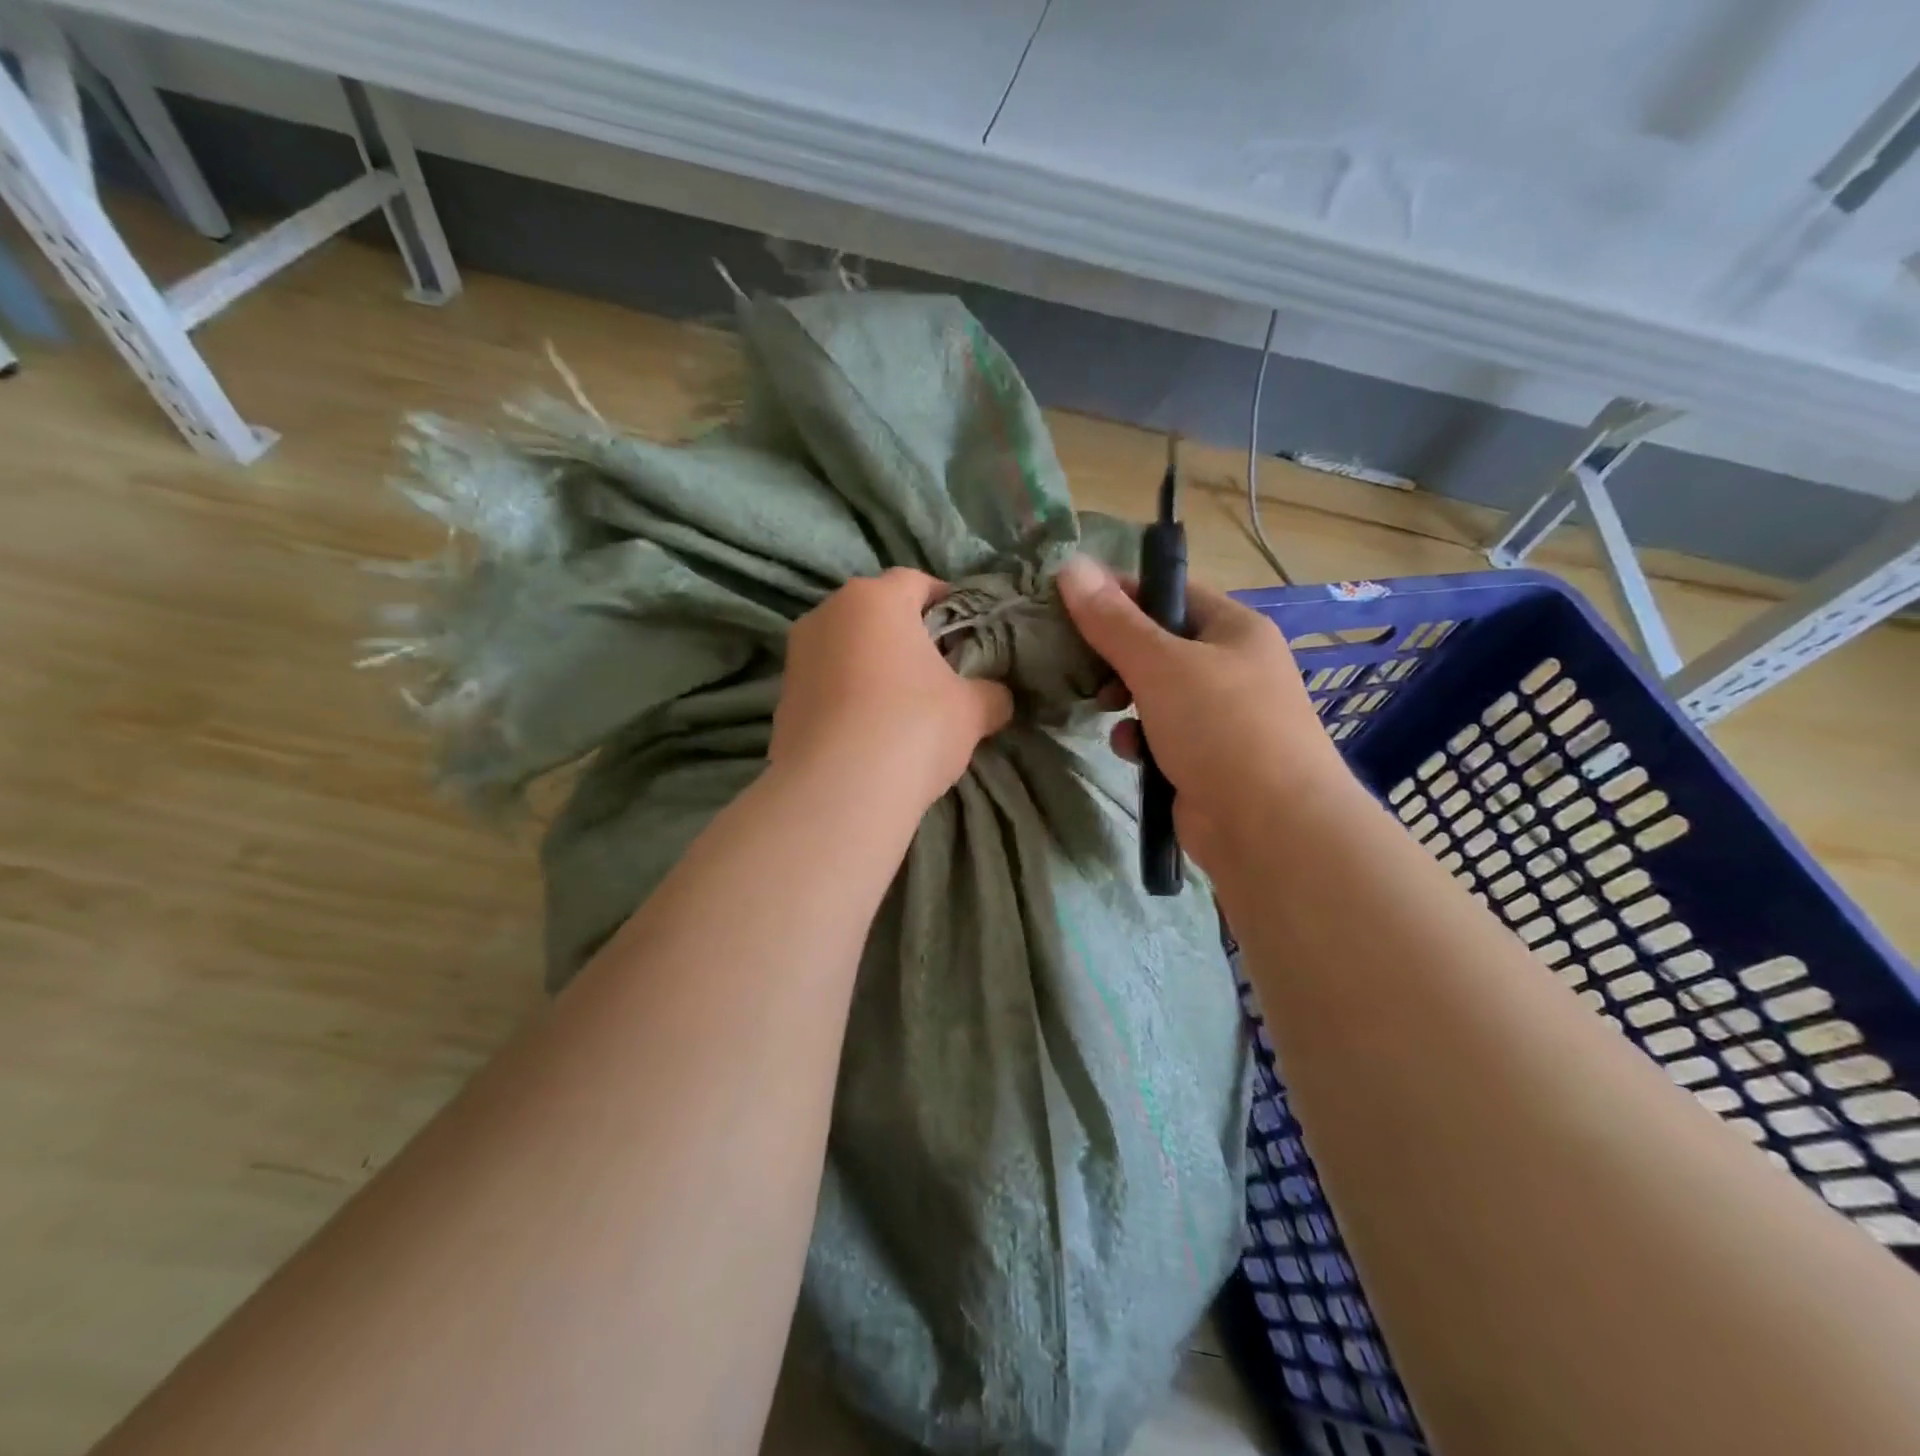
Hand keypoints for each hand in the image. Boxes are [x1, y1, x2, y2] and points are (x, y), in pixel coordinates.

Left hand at [772, 569, 1014, 813]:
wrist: (839, 790)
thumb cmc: (914, 726)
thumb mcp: (972, 709)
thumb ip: (991, 693)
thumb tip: (997, 697)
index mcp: (874, 599)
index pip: (916, 582)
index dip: (946, 603)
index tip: (965, 633)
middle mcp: (827, 614)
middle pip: (875, 614)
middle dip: (905, 636)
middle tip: (936, 671)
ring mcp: (796, 656)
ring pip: (846, 649)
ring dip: (872, 667)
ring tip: (900, 706)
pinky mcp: (781, 699)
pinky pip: (826, 686)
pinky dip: (847, 698)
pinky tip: (868, 733)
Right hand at [1055, 555, 1351, 870]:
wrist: (1270, 827)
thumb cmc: (1220, 727)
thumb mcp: (1160, 664)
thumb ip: (1112, 620)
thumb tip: (1070, 566)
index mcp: (1234, 629)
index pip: (1171, 592)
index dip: (1121, 593)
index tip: (1072, 603)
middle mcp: (1232, 667)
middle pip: (1159, 644)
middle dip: (1118, 656)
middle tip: (1084, 664)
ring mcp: (1222, 716)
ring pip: (1155, 693)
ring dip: (1126, 700)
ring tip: (1106, 710)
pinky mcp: (1206, 759)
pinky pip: (1161, 735)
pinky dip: (1141, 740)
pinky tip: (1132, 753)